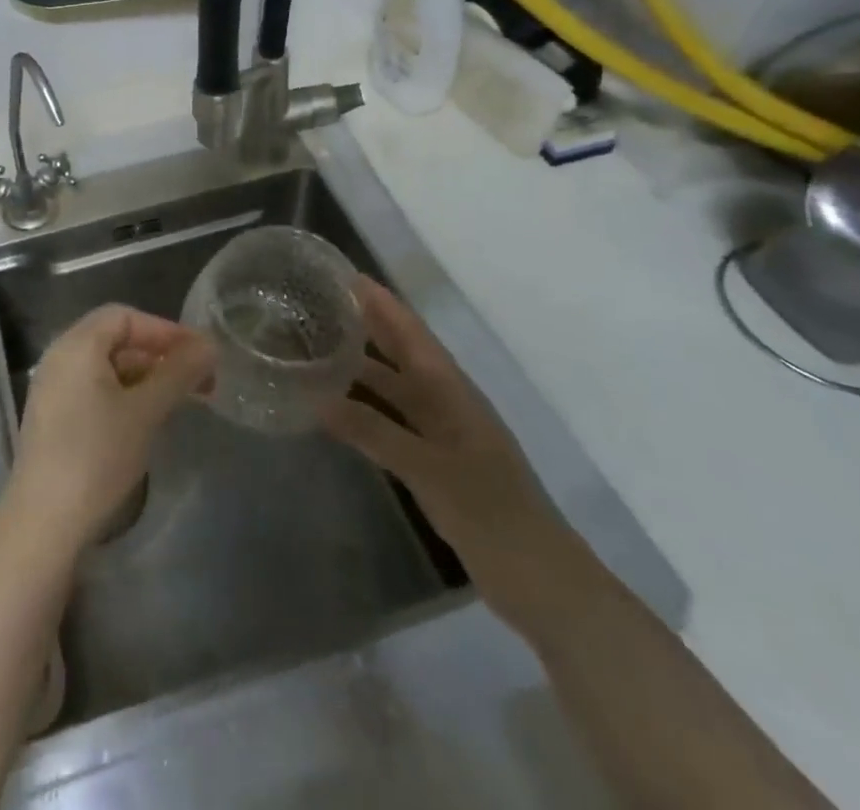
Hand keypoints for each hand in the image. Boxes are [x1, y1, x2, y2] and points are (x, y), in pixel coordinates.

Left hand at [6, 305, 214, 552]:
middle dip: (159, 354)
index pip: (125, 316)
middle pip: (115, 338)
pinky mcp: (53, 417)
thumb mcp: (145, 411)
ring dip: (145, 376)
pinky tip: (146, 419)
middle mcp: (59, 357)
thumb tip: (209, 344)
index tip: (199, 354)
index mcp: (76, 344)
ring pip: (106, 366)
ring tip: (179, 401)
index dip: (165, 330)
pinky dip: (124, 393)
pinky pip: (93, 388)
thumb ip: (178, 373)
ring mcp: (52, 388)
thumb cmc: (97, 456)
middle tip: (198, 380)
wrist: (44, 522)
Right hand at [318, 278, 583, 625]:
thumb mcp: (429, 470)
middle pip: (402, 353)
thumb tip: (316, 396)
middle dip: (368, 325)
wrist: (543, 583)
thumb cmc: (491, 514)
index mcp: (452, 392)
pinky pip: (393, 420)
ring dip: (363, 367)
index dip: (382, 303)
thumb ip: (373, 431)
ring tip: (319, 348)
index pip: (411, 334)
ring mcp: (442, 434)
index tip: (346, 276)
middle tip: (322, 304)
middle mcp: (446, 403)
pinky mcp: (436, 463)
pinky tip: (339, 408)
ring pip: (396, 387)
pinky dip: (366, 407)